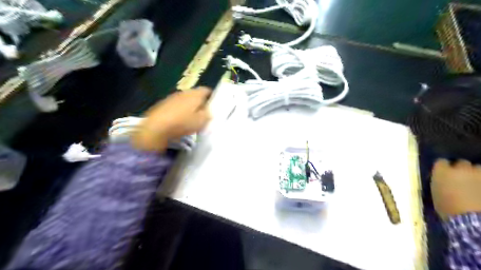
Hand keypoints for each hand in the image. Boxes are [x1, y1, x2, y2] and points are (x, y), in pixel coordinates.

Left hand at [133, 88, 211, 150]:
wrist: (156, 127)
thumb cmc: (182, 123)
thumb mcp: (201, 121)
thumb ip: (208, 115)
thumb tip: (209, 111)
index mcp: (195, 94)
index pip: (207, 90)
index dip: (211, 96)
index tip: (214, 104)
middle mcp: (184, 92)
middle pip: (195, 94)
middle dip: (200, 102)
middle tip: (203, 113)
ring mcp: (172, 97)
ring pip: (185, 99)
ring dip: (189, 106)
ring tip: (191, 118)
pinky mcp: (163, 104)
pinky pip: (175, 105)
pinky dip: (179, 110)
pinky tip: (179, 120)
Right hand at [430, 161, 480, 219]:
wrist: (470, 220)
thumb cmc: (448, 209)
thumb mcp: (436, 194)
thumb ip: (440, 183)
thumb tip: (444, 181)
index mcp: (442, 171)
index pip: (441, 162)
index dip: (443, 168)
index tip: (444, 174)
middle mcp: (460, 168)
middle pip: (461, 163)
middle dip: (461, 169)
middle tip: (461, 179)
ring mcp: (479, 174)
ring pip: (478, 168)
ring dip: (476, 174)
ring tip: (477, 183)